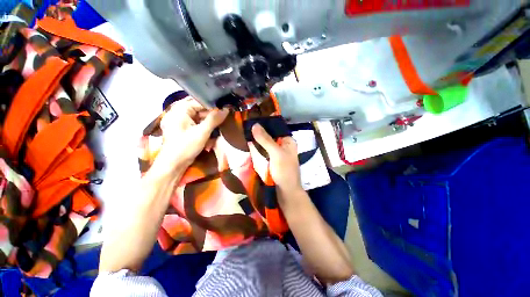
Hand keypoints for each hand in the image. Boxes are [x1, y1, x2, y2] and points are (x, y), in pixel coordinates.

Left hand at [150, 97, 228, 176]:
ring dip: (209, 121)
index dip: (213, 105)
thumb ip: (214, 119)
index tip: (226, 108)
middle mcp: (178, 112)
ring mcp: (180, 121)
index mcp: (179, 109)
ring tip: (219, 125)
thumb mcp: (202, 132)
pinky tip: (211, 131)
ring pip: (198, 116)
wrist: (173, 164)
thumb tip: (226, 109)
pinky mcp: (182, 128)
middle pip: (199, 108)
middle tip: (224, 117)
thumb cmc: (186, 146)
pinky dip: (204, 126)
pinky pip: (196, 123)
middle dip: (211, 114)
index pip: (199, 101)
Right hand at [251, 124, 301, 191]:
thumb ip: (266, 140)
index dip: (264, 123)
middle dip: (259, 132)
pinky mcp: (270, 160)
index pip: (275, 128)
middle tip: (245, 125)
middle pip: (269, 135)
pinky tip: (248, 144)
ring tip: (244, 132)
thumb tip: (255, 124)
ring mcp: (276, 153)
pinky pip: (263, 151)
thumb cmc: (284, 171)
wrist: (285, 193)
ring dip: (256, 140)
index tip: (251, 119)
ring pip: (265, 143)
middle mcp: (283, 145)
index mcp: (288, 141)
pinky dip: (256, 148)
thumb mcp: (276, 154)